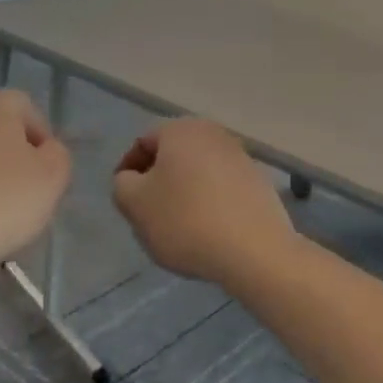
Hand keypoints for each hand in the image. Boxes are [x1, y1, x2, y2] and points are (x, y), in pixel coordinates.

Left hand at [0, 89, 71, 282]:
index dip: (45, 141)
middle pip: (1, 134)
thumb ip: (59, 155)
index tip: (49, 175)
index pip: (29, 109)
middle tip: (30, 198)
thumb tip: (46, 152)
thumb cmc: (1, 201)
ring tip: (3, 218)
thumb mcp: (53, 177)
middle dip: (18, 162)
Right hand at [111, 120, 297, 287]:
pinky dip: (208, 203)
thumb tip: (133, 179)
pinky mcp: (259, 183)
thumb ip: (122, 184)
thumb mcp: (134, 204)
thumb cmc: (185, 221)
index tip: (125, 200)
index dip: (127, 171)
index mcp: (181, 130)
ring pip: (197, 172)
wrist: (254, 252)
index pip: (142, 143)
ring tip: (177, 225)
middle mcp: (214, 134)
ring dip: (183, 193)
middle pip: (172, 156)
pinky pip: (221, 189)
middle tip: (147, 213)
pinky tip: (205, 231)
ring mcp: (241, 158)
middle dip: (157, 181)